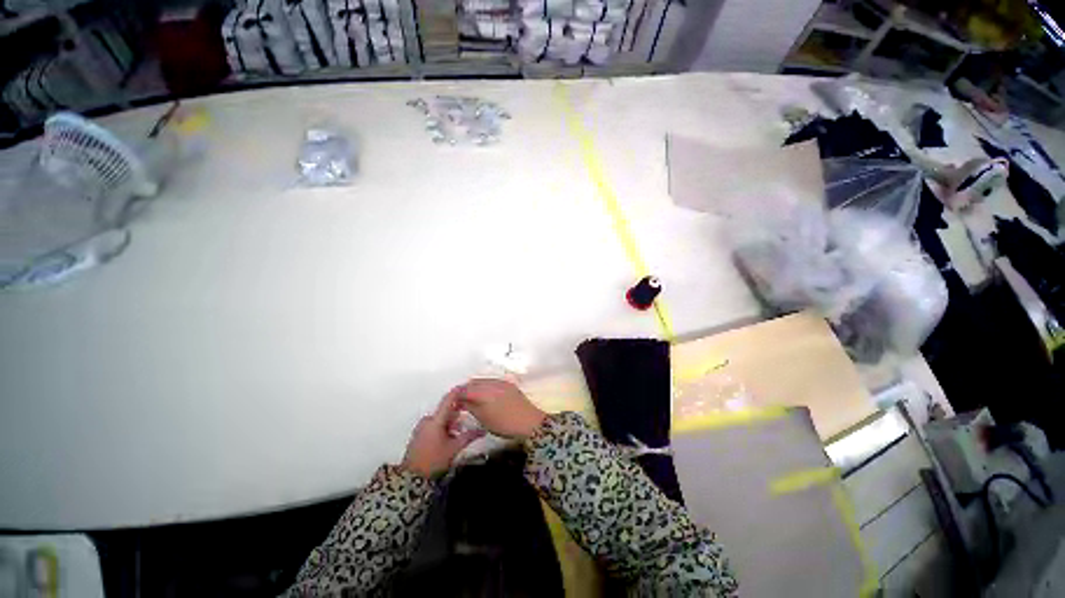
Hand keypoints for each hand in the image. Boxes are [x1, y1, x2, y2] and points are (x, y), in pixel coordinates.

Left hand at [402, 388, 483, 478]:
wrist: (412, 478)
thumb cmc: (434, 460)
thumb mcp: (455, 448)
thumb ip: (469, 436)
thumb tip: (482, 431)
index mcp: (436, 420)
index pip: (448, 400)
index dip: (458, 392)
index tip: (466, 386)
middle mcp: (427, 420)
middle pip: (445, 411)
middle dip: (456, 414)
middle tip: (465, 421)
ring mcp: (421, 428)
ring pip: (440, 419)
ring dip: (450, 423)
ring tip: (457, 434)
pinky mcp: (419, 435)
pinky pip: (433, 425)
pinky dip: (442, 427)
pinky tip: (448, 437)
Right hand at [457, 378, 546, 440]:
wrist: (529, 422)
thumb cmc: (504, 424)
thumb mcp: (483, 419)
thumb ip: (471, 407)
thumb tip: (462, 402)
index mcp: (484, 391)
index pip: (464, 389)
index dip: (456, 395)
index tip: (452, 402)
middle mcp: (492, 382)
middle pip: (473, 382)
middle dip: (465, 390)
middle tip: (461, 401)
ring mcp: (502, 382)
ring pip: (483, 381)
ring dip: (476, 388)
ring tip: (472, 400)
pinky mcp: (509, 385)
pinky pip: (493, 382)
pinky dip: (485, 388)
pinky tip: (485, 398)